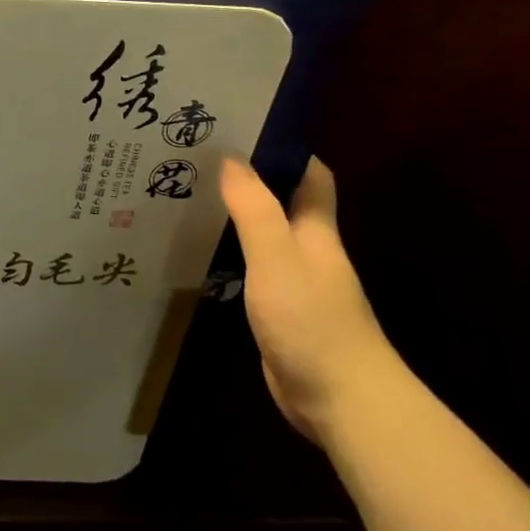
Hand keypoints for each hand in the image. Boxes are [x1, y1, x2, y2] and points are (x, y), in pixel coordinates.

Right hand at [220, 156, 398, 444]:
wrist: (342, 402)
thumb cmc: (312, 321)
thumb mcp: (277, 258)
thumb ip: (255, 210)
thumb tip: (231, 158)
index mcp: (316, 231)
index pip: (311, 177)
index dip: (285, 149)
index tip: (243, 128)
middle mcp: (308, 251)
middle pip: (281, 202)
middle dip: (247, 179)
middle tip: (197, 158)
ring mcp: (294, 283)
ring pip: (262, 236)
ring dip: (233, 216)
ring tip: (186, 195)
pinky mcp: (278, 312)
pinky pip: (250, 269)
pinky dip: (228, 254)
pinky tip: (197, 251)